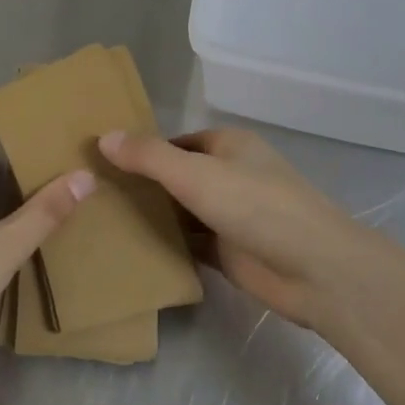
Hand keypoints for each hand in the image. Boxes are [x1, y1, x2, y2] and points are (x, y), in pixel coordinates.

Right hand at [97, 127, 404, 330]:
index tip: (100, 163)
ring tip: (99, 222)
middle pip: (178, 177)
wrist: (313, 268)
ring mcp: (232, 216)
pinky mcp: (231, 252)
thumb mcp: (196, 174)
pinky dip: (167, 246)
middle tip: (91, 195)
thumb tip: (104, 137)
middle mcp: (231, 175)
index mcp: (229, 146)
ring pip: (183, 211)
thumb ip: (149, 157)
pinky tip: (130, 251)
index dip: (142, 150)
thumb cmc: (256, 206)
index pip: (176, 142)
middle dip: (143, 185)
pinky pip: (191, 243)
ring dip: (152, 217)